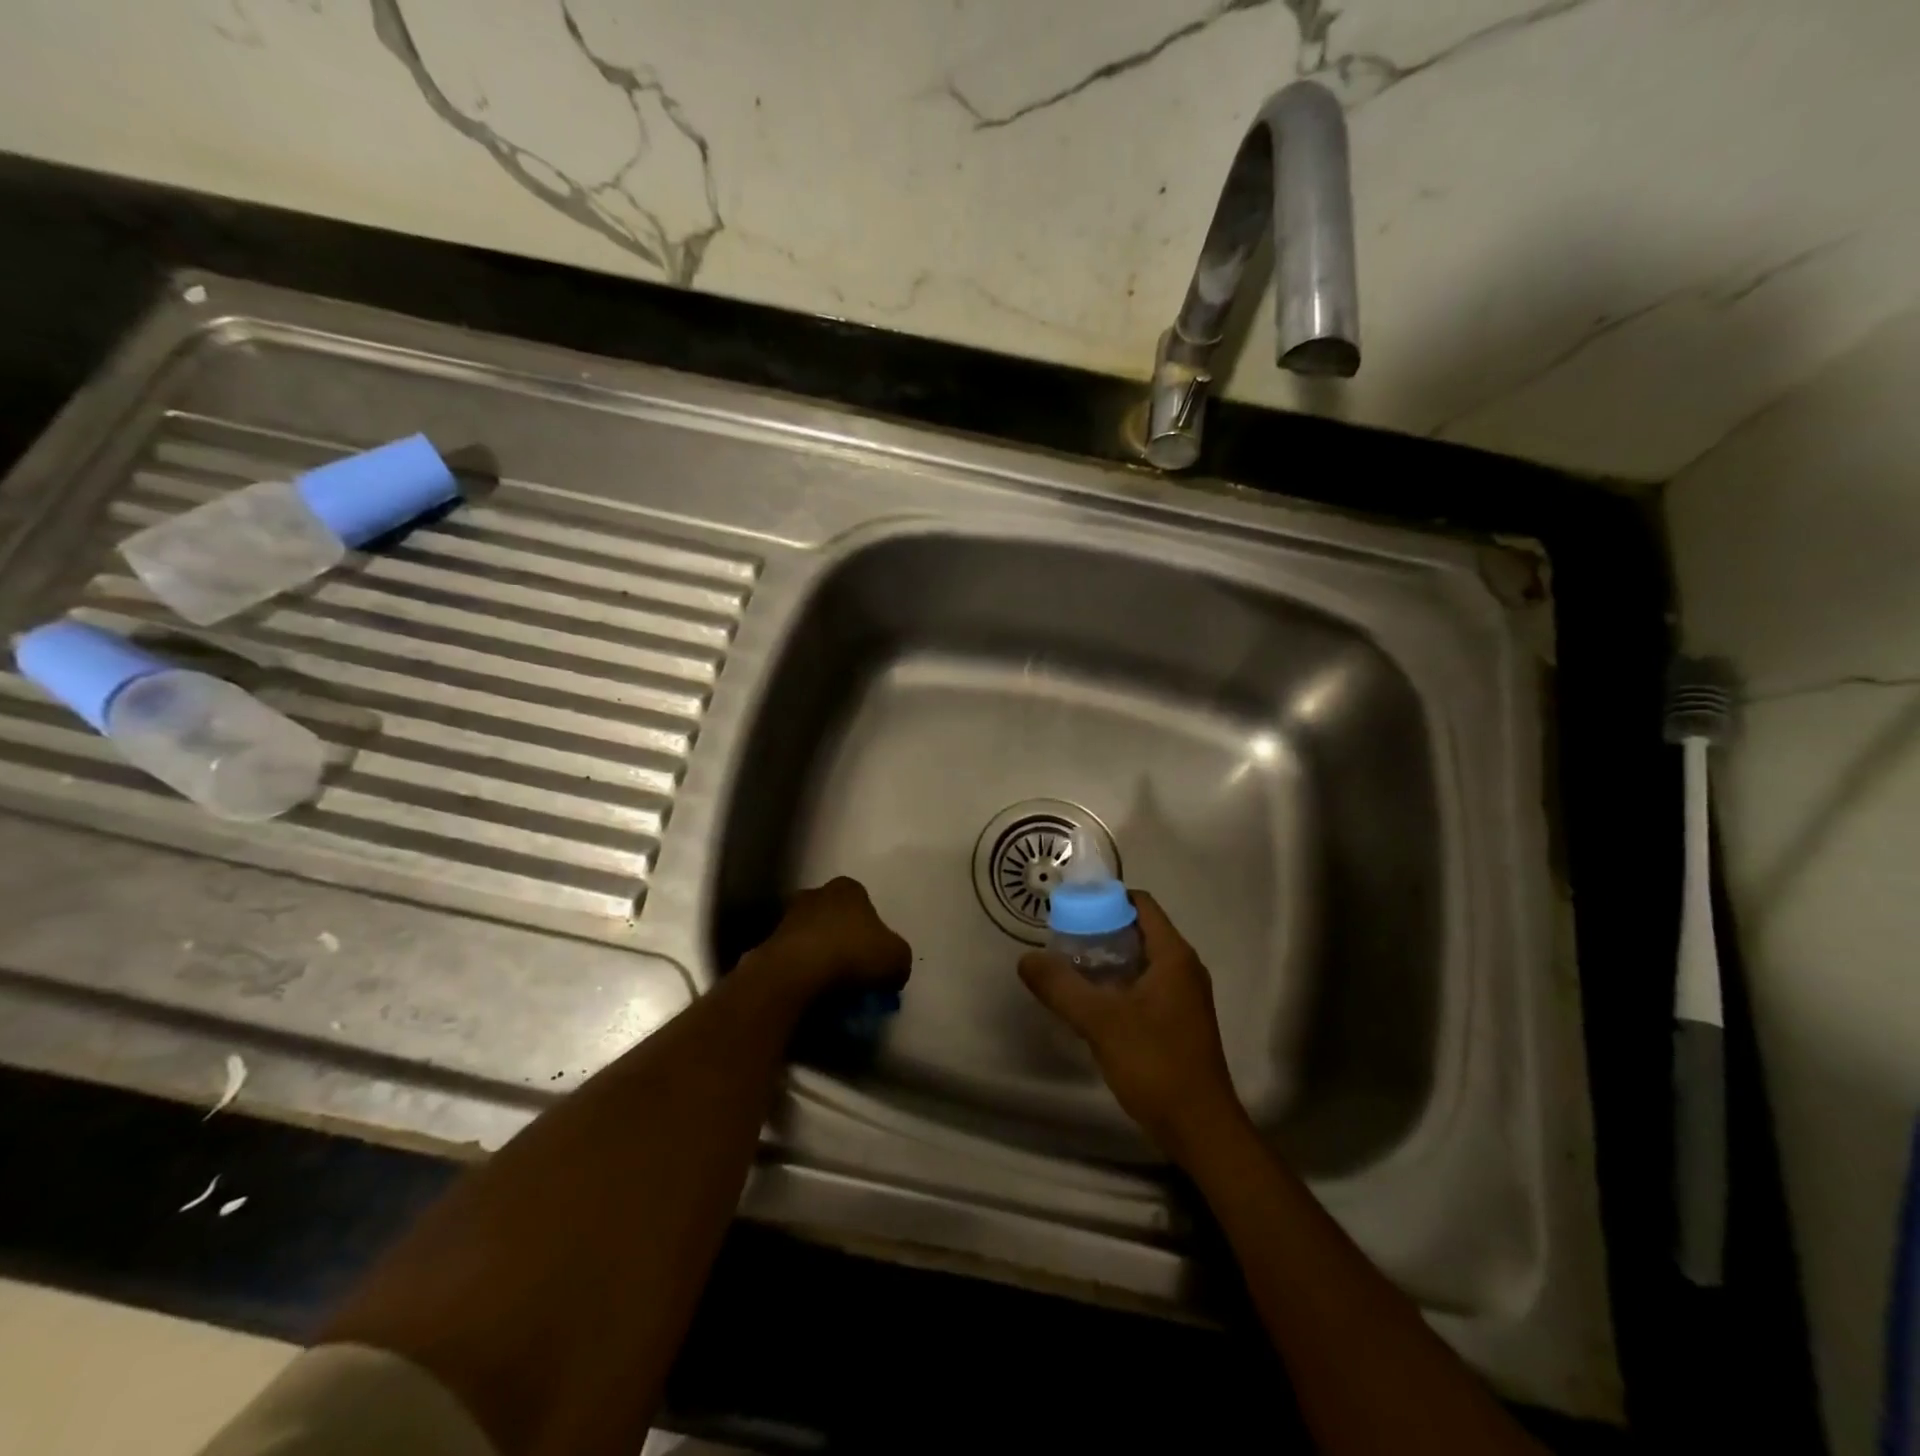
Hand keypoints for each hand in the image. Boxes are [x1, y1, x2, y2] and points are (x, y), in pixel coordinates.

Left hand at [757, 877, 911, 995]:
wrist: (794, 974)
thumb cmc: (851, 954)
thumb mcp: (897, 958)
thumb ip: (898, 959)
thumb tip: (892, 970)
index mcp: (848, 888)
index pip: (864, 904)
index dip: (872, 931)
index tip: (874, 956)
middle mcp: (815, 894)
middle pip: (834, 917)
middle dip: (842, 940)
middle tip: (854, 971)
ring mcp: (787, 918)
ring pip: (811, 938)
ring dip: (819, 957)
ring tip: (831, 988)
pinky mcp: (767, 944)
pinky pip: (792, 960)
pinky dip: (801, 973)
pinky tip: (810, 994)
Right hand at [1018, 891, 1243, 1161]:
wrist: (1199, 1129)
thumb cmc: (1156, 1064)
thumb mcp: (1101, 1022)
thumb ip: (1061, 987)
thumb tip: (1026, 959)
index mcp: (1173, 956)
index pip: (1141, 904)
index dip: (1106, 899)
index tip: (1070, 907)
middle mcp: (1183, 968)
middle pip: (1138, 930)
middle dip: (1100, 929)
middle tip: (1061, 938)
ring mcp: (1183, 996)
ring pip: (1139, 961)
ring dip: (1106, 959)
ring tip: (1067, 966)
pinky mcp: (1177, 1021)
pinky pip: (1143, 986)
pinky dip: (1117, 984)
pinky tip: (1089, 1002)